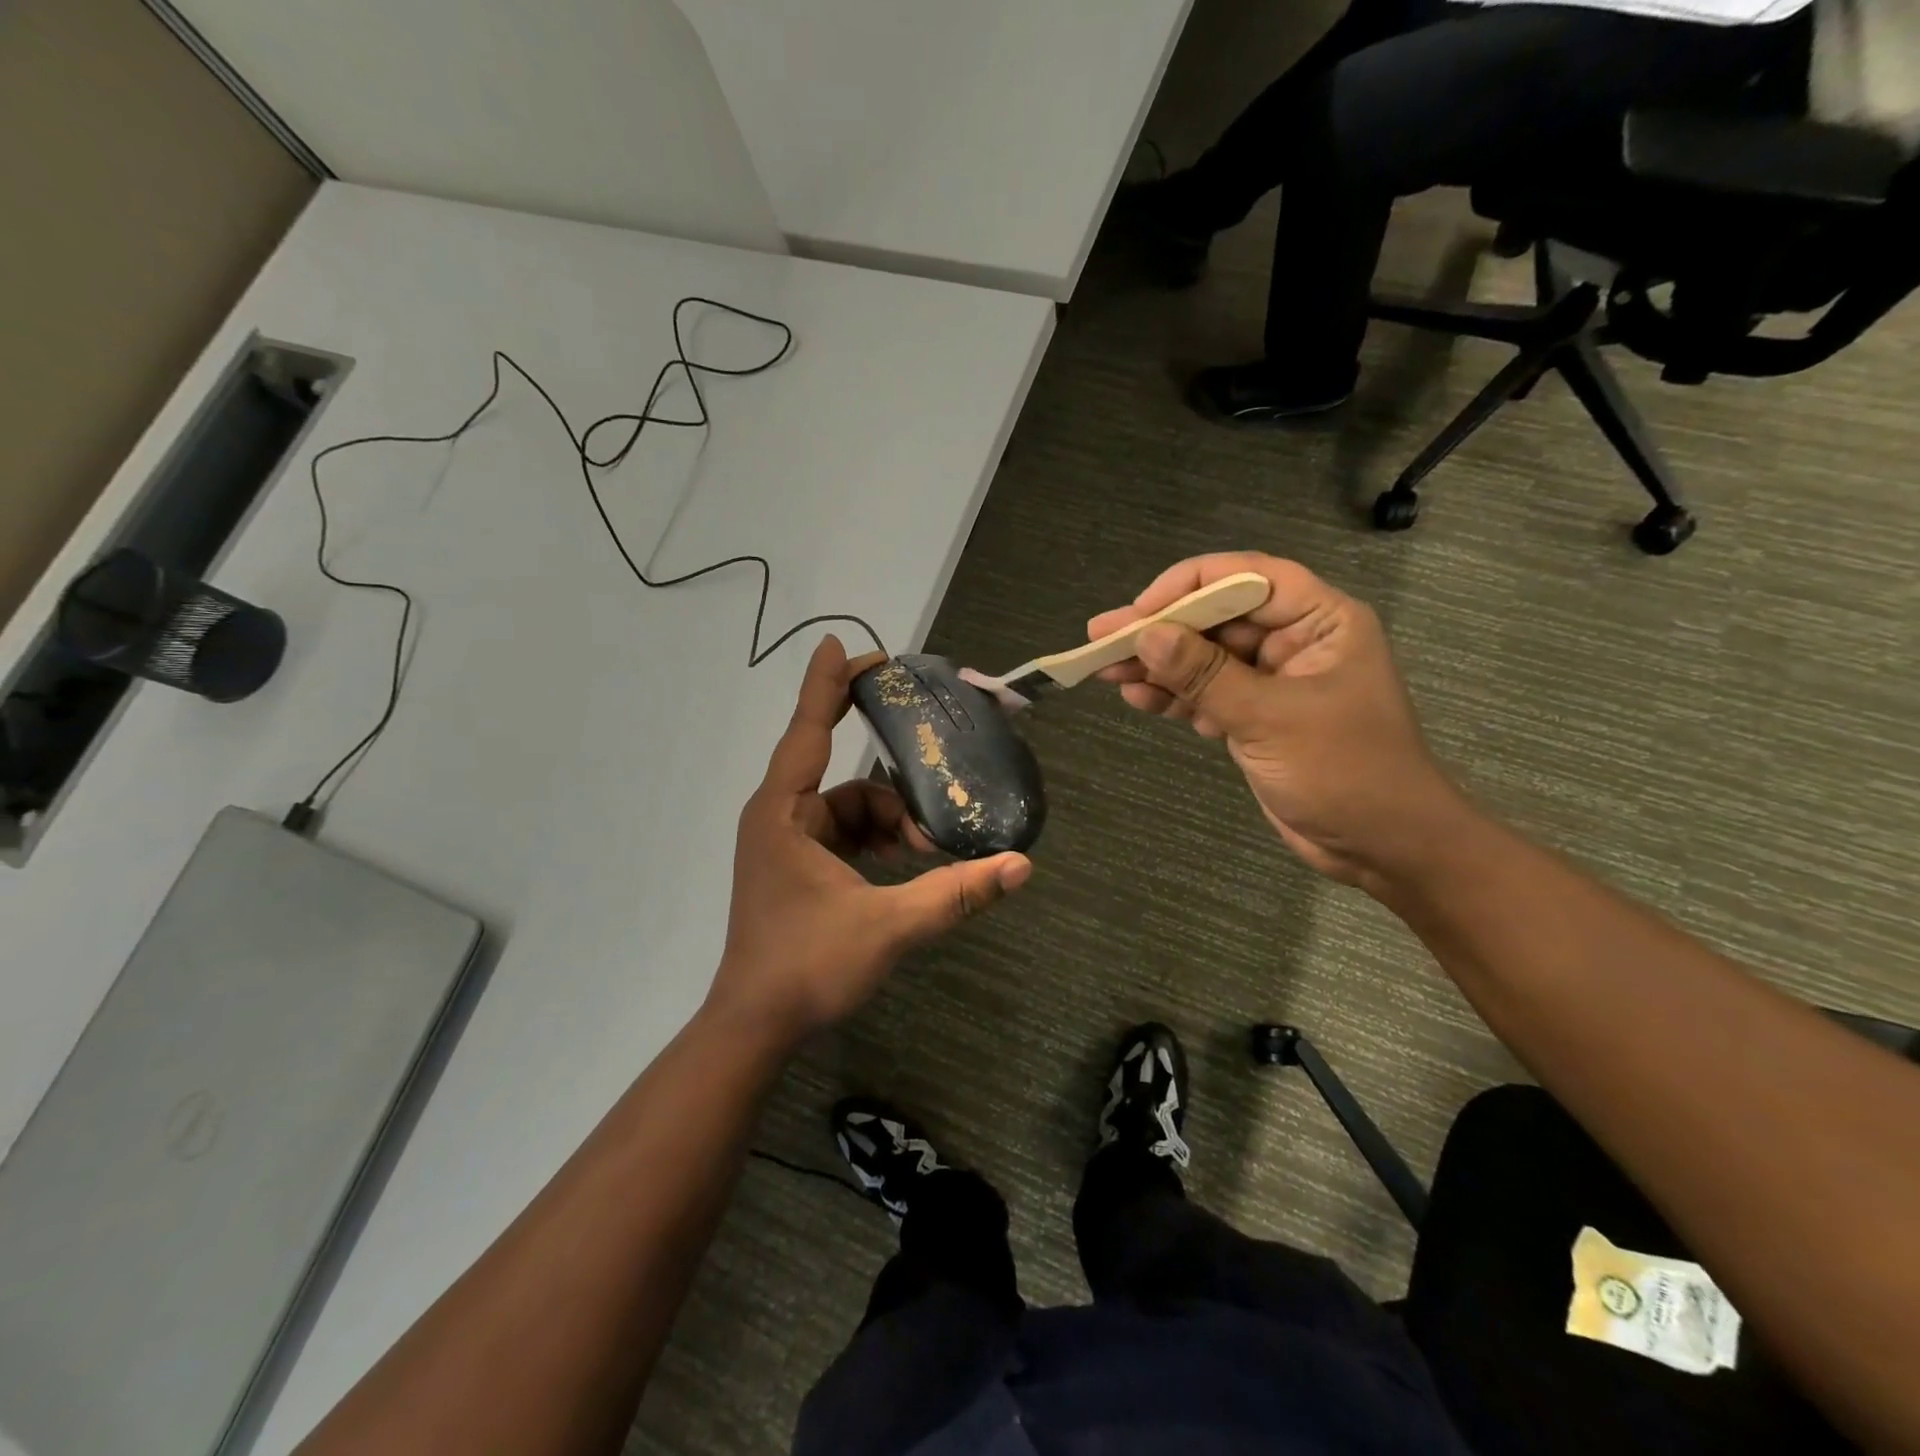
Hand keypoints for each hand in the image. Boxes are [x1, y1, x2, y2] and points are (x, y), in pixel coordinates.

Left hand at [712, 636, 1031, 1040]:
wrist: (755, 1026)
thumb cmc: (805, 966)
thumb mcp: (887, 926)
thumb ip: (954, 894)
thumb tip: (1020, 867)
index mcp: (784, 812)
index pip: (808, 730)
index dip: (828, 684)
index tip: (847, 646)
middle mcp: (780, 817)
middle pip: (844, 775)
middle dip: (893, 783)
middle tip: (937, 763)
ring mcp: (786, 843)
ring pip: (851, 809)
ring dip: (893, 823)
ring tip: (932, 851)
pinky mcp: (796, 867)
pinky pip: (844, 834)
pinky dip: (878, 842)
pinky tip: (910, 865)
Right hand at [1089, 552, 1465, 889]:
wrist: (1383, 847)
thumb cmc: (1346, 772)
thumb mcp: (1270, 718)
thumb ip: (1206, 675)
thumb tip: (1147, 636)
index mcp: (1319, 621)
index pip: (1247, 579)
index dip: (1189, 586)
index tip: (1141, 612)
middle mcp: (1294, 641)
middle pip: (1216, 619)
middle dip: (1159, 629)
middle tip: (1100, 637)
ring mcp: (1271, 681)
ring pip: (1204, 658)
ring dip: (1157, 665)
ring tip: (1103, 669)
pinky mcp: (1254, 717)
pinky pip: (1206, 694)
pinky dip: (1172, 697)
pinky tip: (1135, 697)